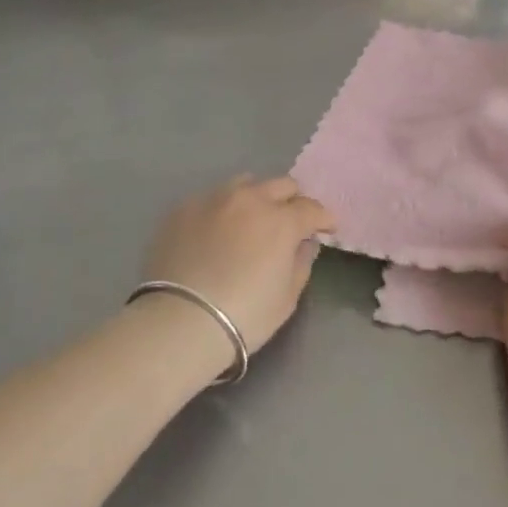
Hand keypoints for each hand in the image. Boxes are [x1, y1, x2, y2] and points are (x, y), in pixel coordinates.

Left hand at [141, 175, 336, 353]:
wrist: (180, 322)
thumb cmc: (244, 316)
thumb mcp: (287, 297)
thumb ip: (301, 263)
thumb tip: (304, 244)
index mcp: (281, 220)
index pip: (312, 209)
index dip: (324, 219)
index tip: (326, 229)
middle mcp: (250, 199)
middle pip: (281, 185)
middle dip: (293, 201)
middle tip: (291, 221)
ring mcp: (214, 200)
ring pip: (245, 184)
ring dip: (257, 197)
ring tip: (252, 219)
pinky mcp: (183, 209)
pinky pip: (212, 199)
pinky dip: (223, 210)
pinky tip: (217, 231)